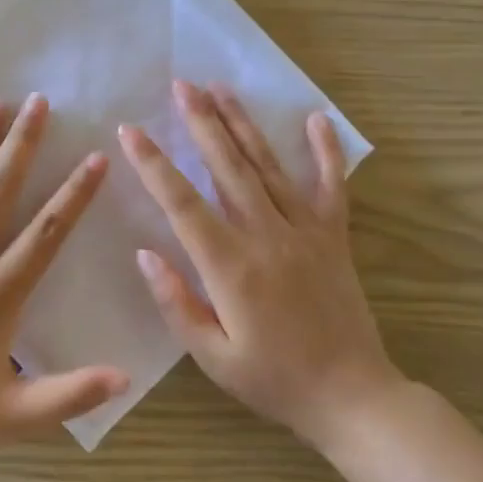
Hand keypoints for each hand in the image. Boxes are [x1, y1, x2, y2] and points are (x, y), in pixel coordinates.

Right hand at [120, 80, 404, 453]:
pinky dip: (325, 151)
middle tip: (181, 85)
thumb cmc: (273, 381)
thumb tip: (145, 253)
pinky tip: (316, 118)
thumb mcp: (212, 356)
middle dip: (201, 122)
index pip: (182, 203)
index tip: (130, 131)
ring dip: (242, 124)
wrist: (352, 397)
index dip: (153, 164)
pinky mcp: (334, 236)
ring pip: (269, 166)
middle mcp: (266, 235)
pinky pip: (331, 185)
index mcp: (230, 266)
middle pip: (227, 167)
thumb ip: (176, 302)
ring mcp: (305, 231)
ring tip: (221, 89)